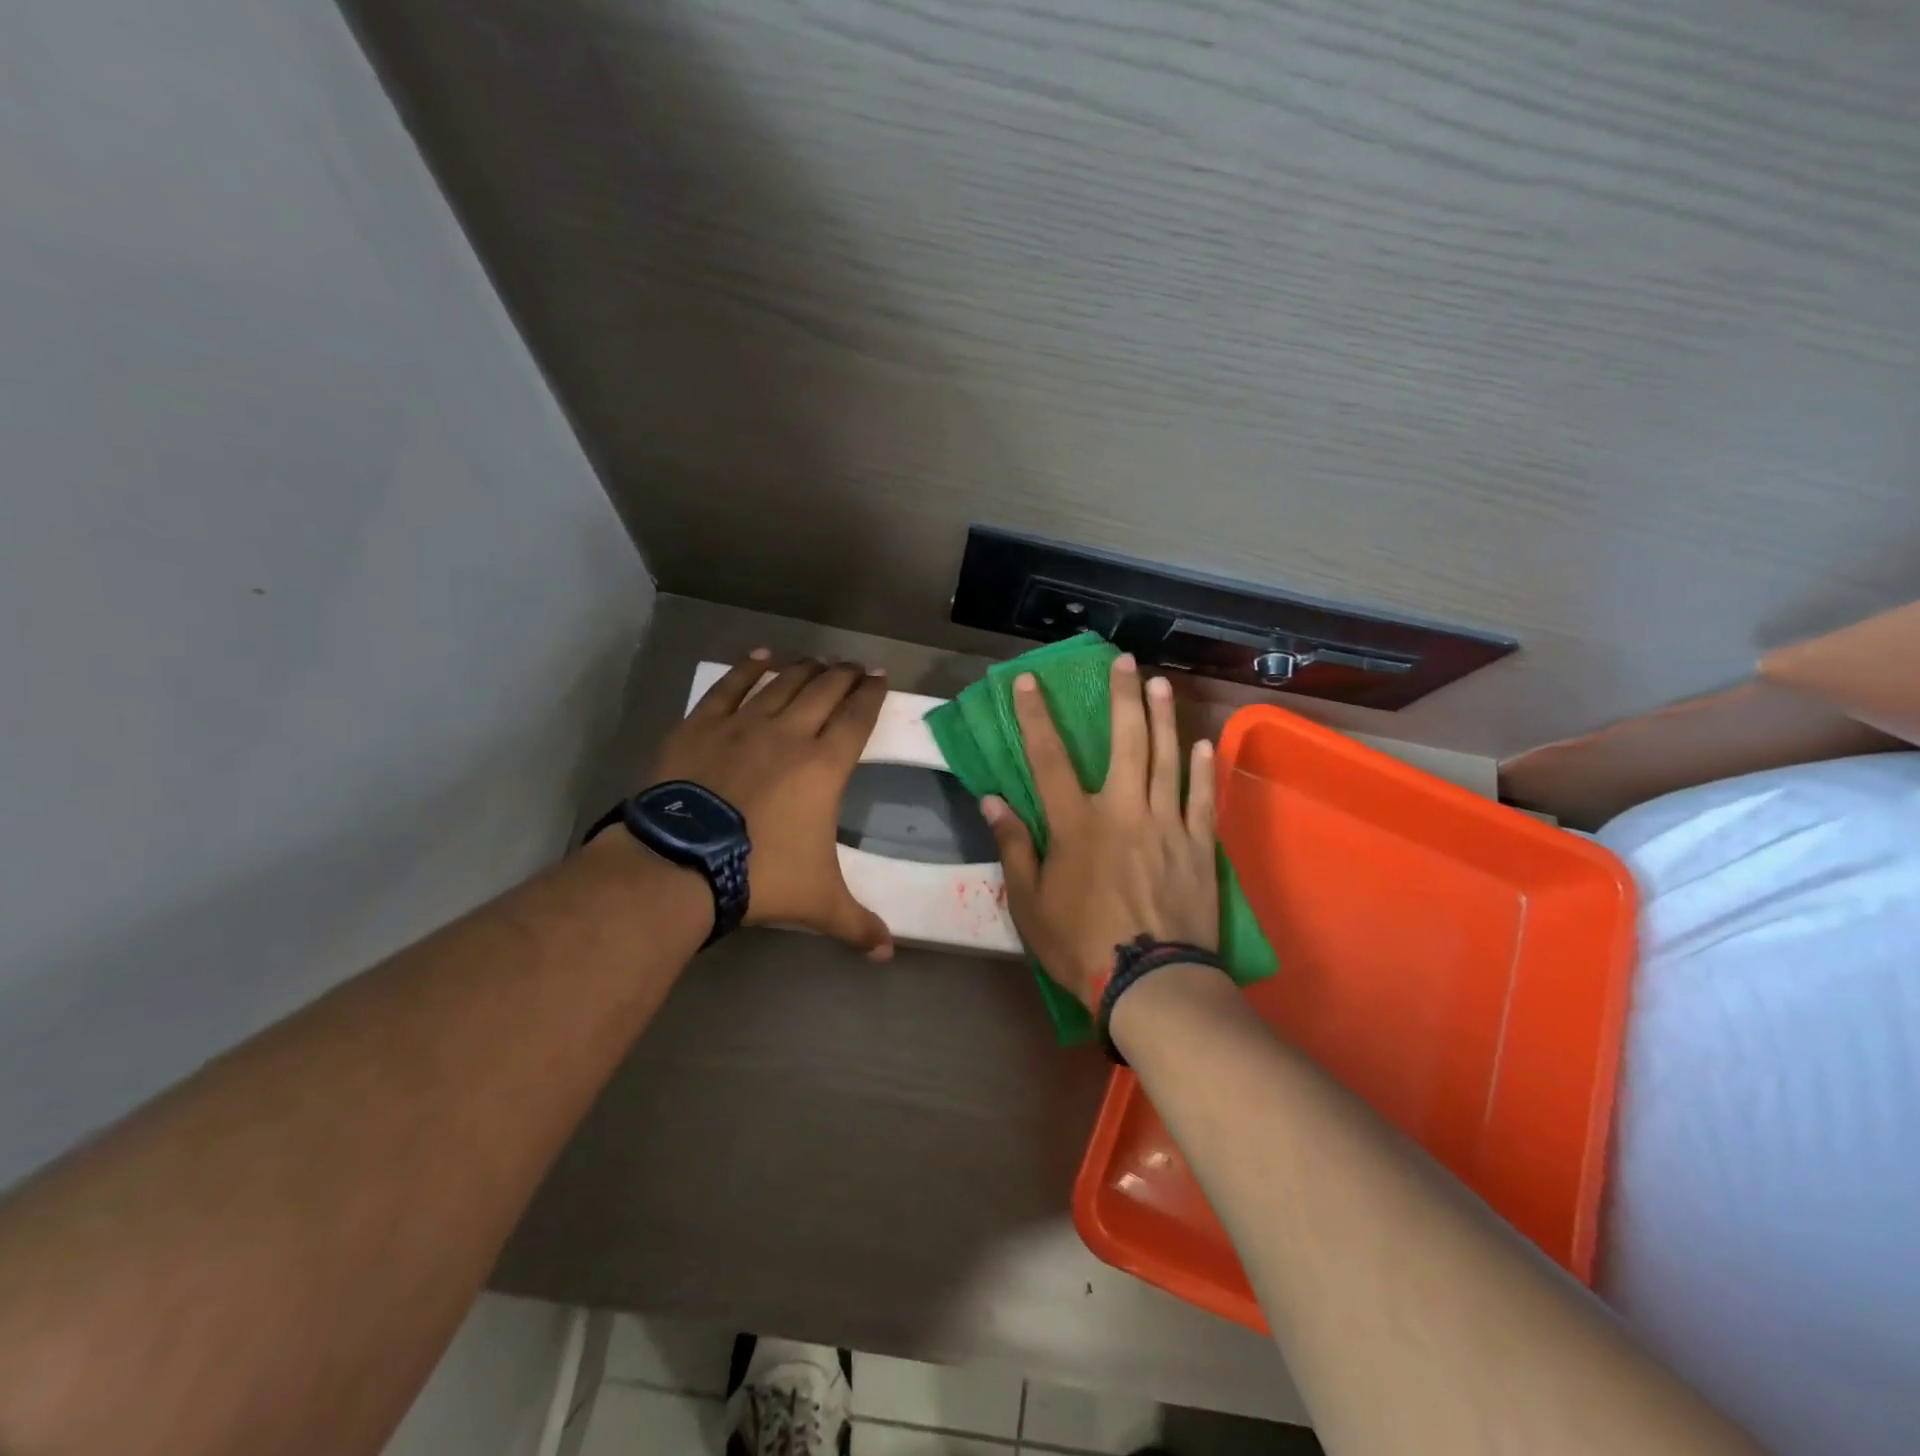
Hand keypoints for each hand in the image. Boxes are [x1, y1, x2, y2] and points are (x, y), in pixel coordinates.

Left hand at [647, 650, 893, 958]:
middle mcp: (791, 733)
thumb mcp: (817, 902)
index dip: (872, 694)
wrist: (681, 864)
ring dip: (805, 667)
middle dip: (844, 674)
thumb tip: (888, 953)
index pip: (858, 718)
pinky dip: (748, 668)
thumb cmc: (760, 876)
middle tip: (854, 666)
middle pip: (825, 690)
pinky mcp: (703, 724)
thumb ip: (857, 924)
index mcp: (825, 766)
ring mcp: (744, 724)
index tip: (880, 678)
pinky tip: (761, 656)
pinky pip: (730, 686)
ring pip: (783, 682)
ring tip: (818, 659)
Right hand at [983, 654, 1218, 1007]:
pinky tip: (1203, 743)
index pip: (1048, 757)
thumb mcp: (1030, 903)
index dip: (1035, 716)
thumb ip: (1014, 846)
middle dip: (1122, 696)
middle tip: (1124, 660)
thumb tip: (992, 800)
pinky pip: (1202, 798)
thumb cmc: (1080, 944)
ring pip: (1166, 758)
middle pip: (1124, 741)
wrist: (1152, 983)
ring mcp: (1166, 824)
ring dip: (1164, 717)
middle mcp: (1122, 810)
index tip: (1028, 681)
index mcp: (1076, 823)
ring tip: (1162, 683)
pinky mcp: (1198, 846)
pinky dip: (1203, 768)